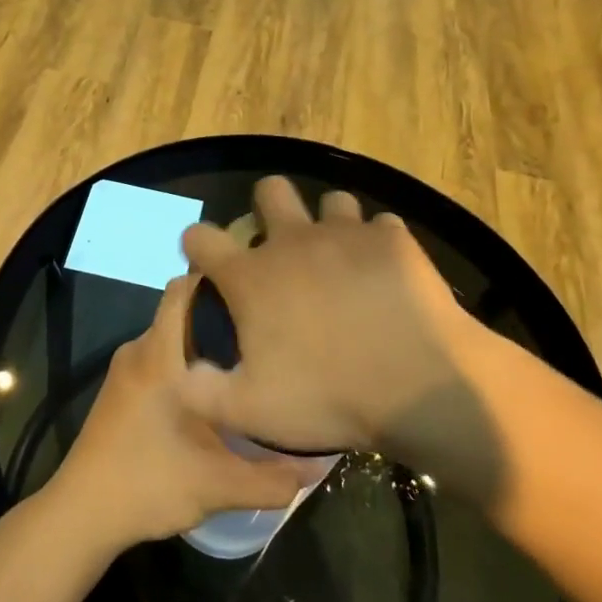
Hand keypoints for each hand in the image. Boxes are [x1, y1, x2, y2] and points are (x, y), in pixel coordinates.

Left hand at [46, 275, 311, 548]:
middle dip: (222, 317)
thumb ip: (273, 477)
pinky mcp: (120, 389)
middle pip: (183, 312)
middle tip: (266, 334)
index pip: (184, 288)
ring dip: (204, 344)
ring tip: (248, 363)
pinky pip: (159, 358)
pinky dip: (185, 364)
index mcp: (159, 355)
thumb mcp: (219, 485)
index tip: (258, 292)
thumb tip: (320, 466)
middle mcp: (139, 350)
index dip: (219, 281)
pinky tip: (214, 394)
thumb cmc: (148, 485)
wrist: (81, 514)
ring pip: (172, 338)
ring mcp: (125, 370)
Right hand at [178, 177, 478, 459]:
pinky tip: (384, 274)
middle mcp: (294, 241)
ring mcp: (347, 234)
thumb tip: (182, 373)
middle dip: (268, 207)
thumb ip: (202, 391)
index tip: (206, 262)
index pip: (201, 237)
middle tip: (281, 247)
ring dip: (329, 224)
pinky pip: (380, 226)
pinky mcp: (393, 239)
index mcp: (252, 277)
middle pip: (270, 190)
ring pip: (331, 201)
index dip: (197, 245)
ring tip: (340, 260)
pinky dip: (377, 244)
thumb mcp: (250, 411)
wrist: (419, 387)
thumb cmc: (327, 398)